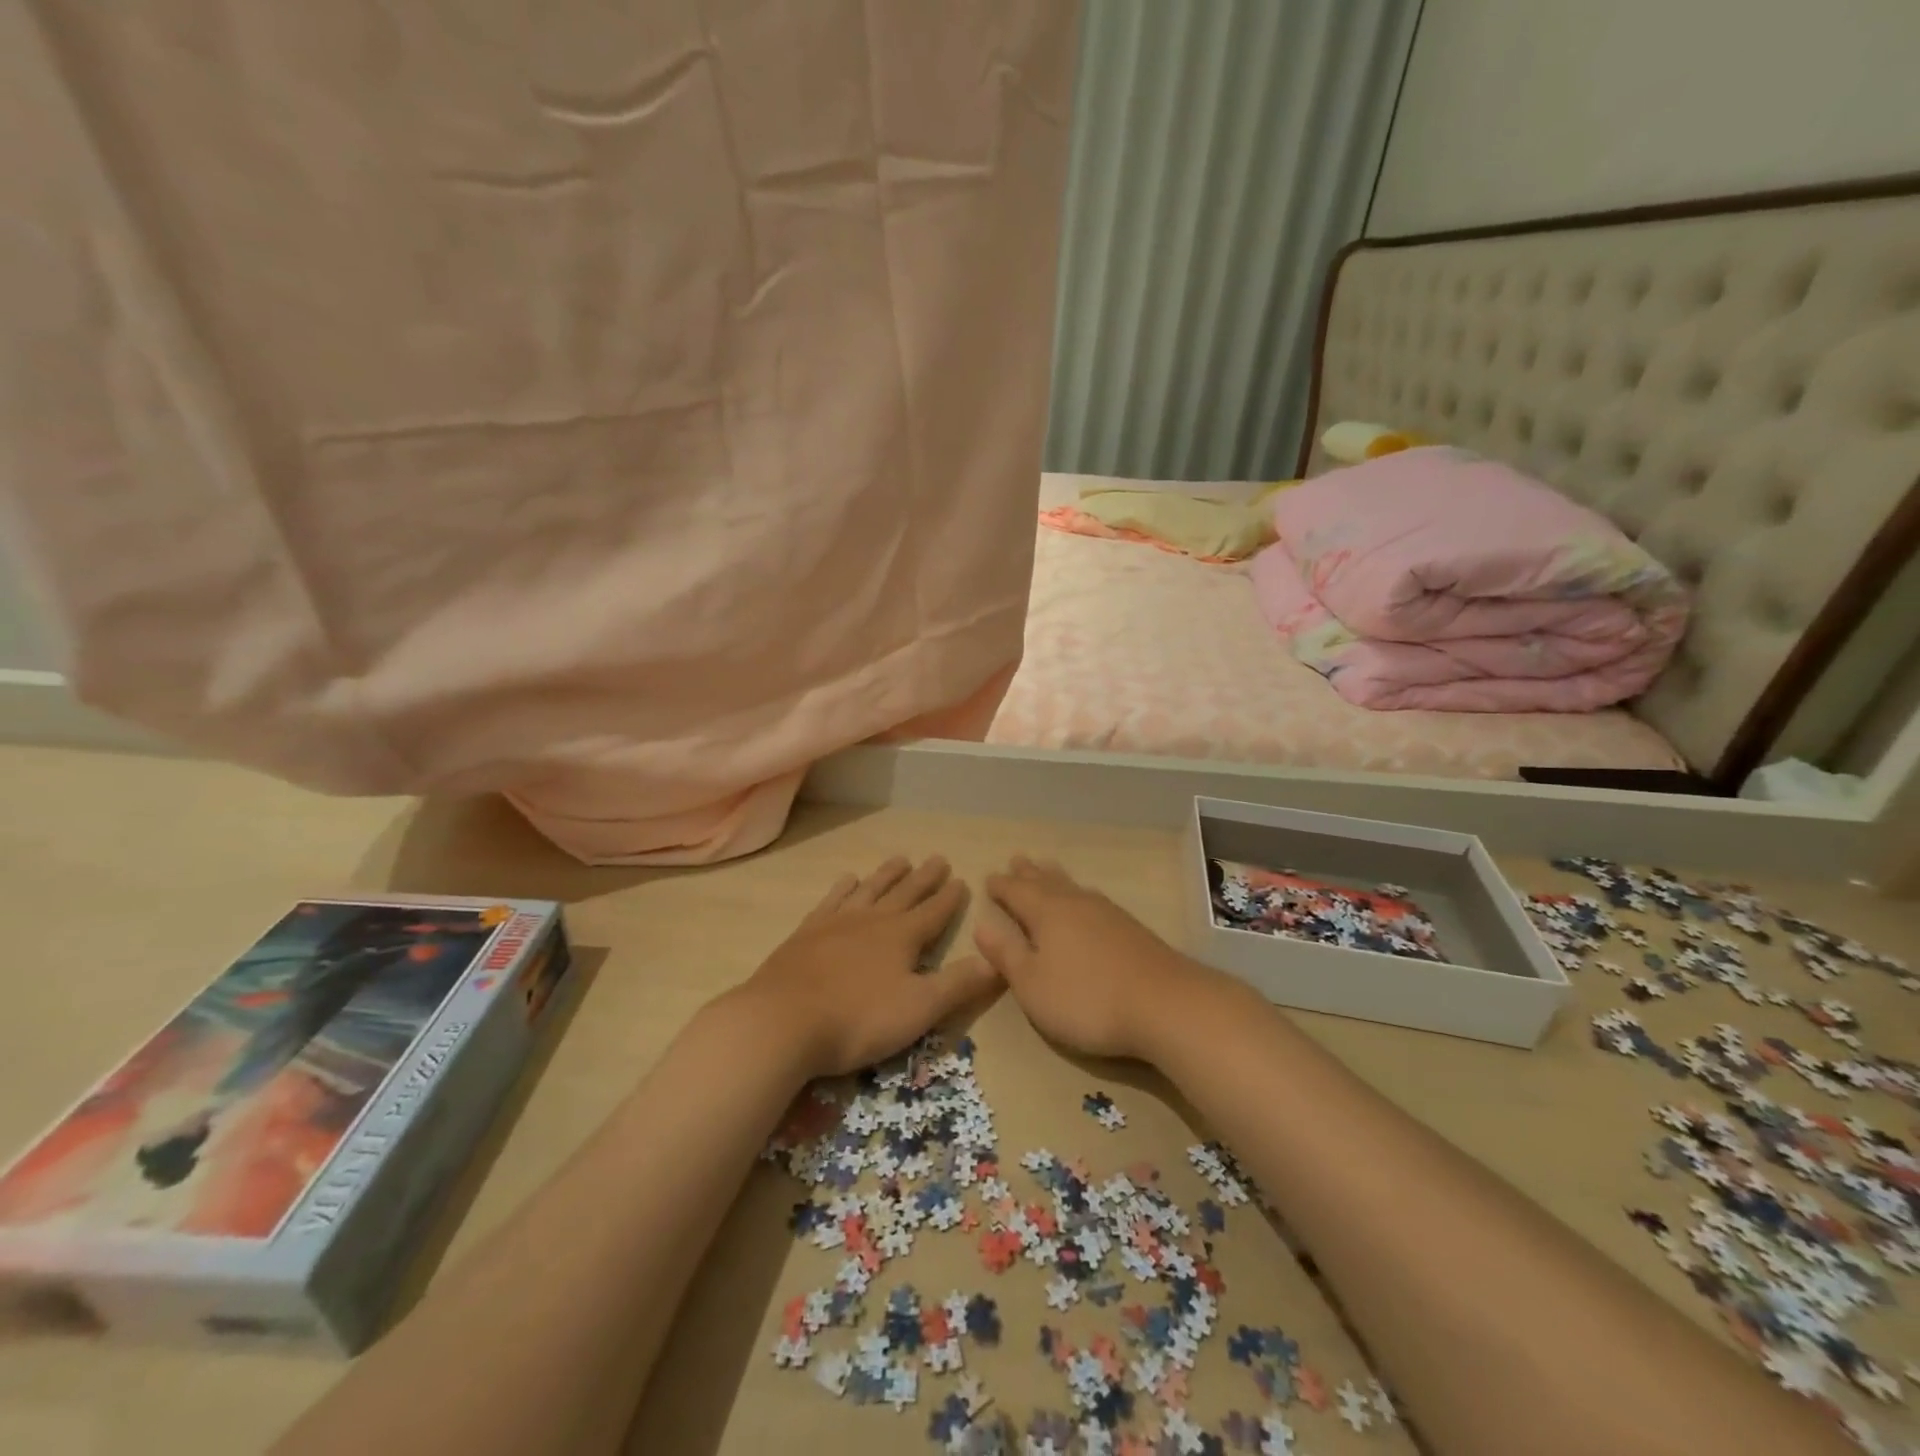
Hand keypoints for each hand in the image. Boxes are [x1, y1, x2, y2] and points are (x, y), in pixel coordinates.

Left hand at [736, 856, 998, 1077]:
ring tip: (900, 859)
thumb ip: (958, 985)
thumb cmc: (858, 1019)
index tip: (962, 880)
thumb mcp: (919, 1009)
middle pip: (904, 894)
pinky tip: (847, 880)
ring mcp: (836, 923)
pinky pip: (832, 901)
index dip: (950, 898)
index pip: (934, 912)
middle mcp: (872, 920)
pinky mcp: (807, 933)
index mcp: (902, 937)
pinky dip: (844, 888)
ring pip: (870, 890)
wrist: (782, 1020)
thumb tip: (996, 961)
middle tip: (937, 858)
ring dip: (887, 875)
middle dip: (924, 878)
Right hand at [974, 856, 1209, 1060]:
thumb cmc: (1086, 998)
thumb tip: (980, 925)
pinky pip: (1093, 899)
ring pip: (1072, 886)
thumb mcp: (1032, 985)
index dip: (1001, 887)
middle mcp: (1075, 903)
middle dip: (1028, 873)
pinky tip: (1086, 903)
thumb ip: (1006, 955)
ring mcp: (1107, 913)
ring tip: (1046, 869)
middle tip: (1017, 859)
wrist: (1164, 1004)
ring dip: (1055, 877)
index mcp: (1046, 913)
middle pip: (1046, 881)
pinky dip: (1078, 894)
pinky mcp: (1130, 928)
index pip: (1016, 892)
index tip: (989, 878)